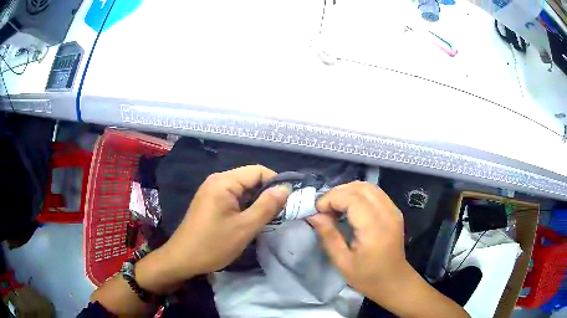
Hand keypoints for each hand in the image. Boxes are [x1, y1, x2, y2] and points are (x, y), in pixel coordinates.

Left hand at [162, 165, 290, 276]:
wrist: (182, 259)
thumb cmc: (213, 245)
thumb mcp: (244, 228)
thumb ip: (267, 206)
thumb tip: (285, 188)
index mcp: (224, 182)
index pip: (258, 171)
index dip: (276, 183)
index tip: (289, 202)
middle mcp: (217, 181)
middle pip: (250, 179)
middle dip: (267, 194)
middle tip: (281, 213)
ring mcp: (212, 191)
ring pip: (243, 190)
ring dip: (257, 202)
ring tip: (269, 219)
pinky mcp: (210, 202)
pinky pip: (234, 198)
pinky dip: (246, 207)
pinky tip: (251, 221)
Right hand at [307, 181, 410, 303]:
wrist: (394, 281)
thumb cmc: (367, 277)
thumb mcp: (342, 262)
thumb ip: (328, 236)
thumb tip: (313, 215)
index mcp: (375, 229)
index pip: (353, 199)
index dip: (331, 199)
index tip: (316, 211)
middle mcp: (387, 213)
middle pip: (361, 188)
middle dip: (337, 193)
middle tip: (323, 208)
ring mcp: (393, 210)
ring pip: (368, 187)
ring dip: (347, 191)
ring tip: (334, 207)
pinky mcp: (394, 211)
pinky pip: (374, 193)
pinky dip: (358, 194)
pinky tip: (349, 207)